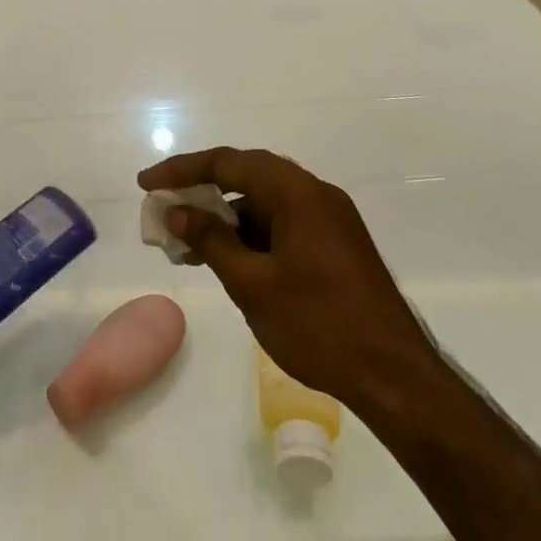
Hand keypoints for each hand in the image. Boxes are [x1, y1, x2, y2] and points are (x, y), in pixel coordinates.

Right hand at [138, 148, 430, 410]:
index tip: (146, 184)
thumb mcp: (252, 284)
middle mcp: (315, 194)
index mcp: (297, 193)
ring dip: (225, 217)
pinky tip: (225, 260)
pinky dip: (251, 235)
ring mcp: (329, 219)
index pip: (228, 163)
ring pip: (265, 203)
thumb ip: (211, 240)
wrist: (394, 377)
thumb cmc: (318, 325)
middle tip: (164, 208)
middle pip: (248, 176)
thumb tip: (177, 212)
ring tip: (185, 245)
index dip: (183, 170)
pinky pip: (282, 224)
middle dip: (202, 190)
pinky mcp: (335, 245)